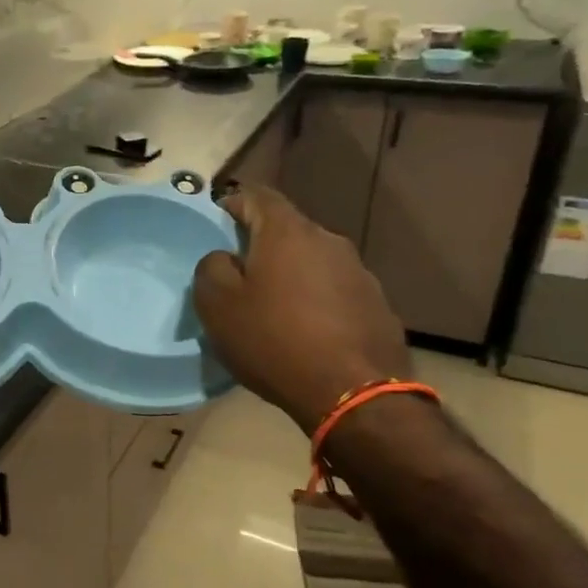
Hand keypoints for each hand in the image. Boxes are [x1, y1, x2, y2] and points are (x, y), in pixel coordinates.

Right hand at [193, 185, 410, 431]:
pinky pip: (334, 291)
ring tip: (273, 309)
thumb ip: (211, 268)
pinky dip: (315, 301)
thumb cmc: (274, 341)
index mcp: (287, 232)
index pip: (257, 195)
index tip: (216, 223)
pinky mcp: (376, 304)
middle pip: (286, 230)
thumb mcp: (218, 305)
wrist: (353, 393)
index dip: (232, 202)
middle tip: (238, 276)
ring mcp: (358, 272)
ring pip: (312, 261)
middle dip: (260, 246)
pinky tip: (305, 332)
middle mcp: (328, 241)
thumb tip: (225, 258)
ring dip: (290, 276)